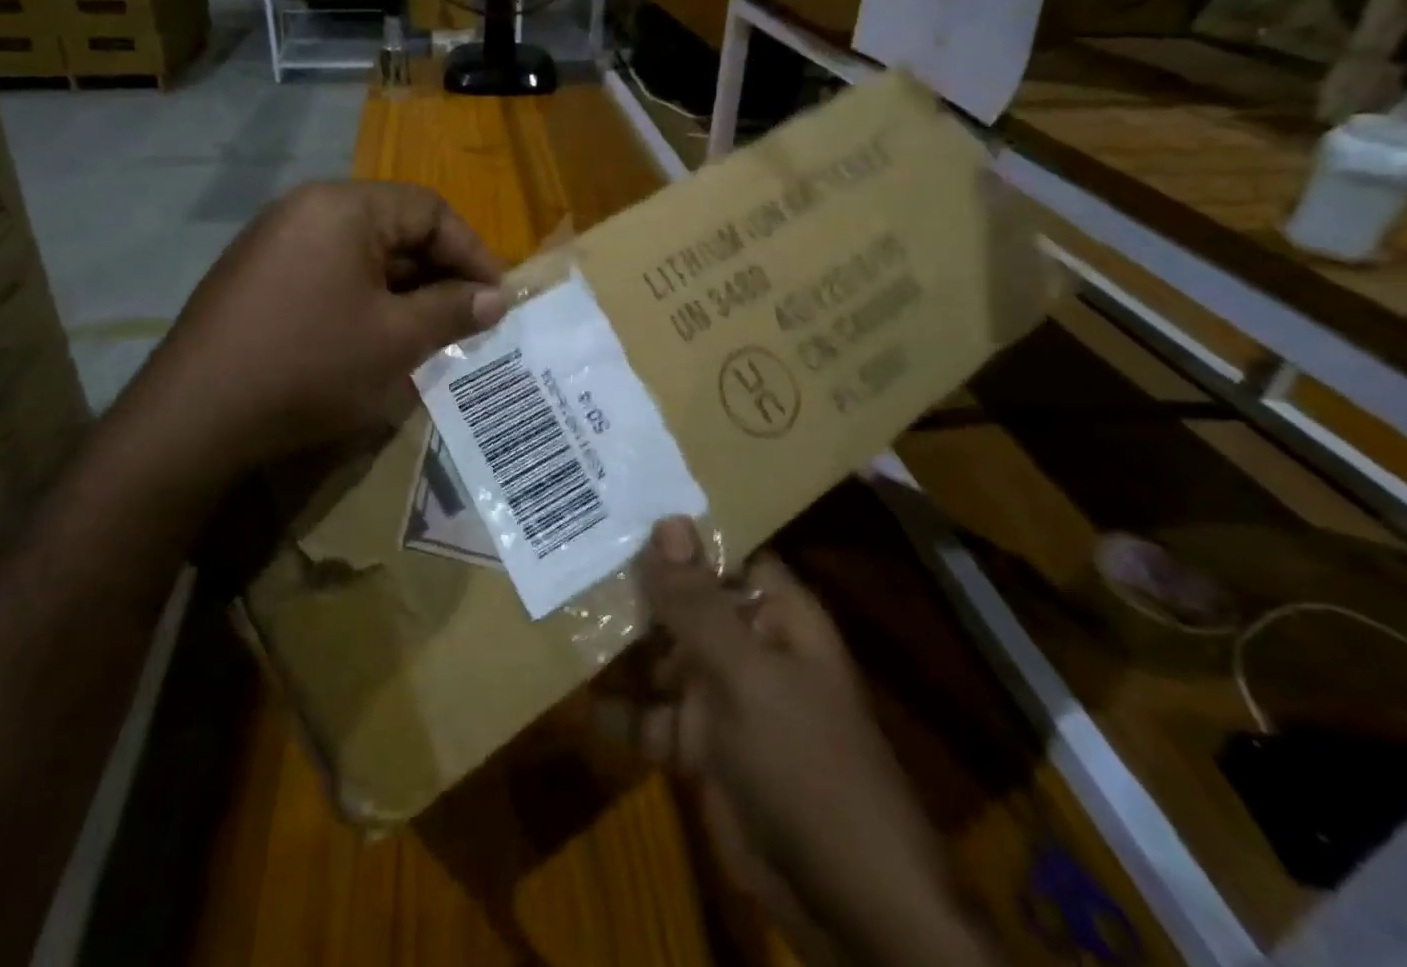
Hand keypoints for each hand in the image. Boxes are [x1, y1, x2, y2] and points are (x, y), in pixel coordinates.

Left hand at [114, 181, 506, 484]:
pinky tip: (375, 340)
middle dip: (439, 274)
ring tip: (429, 334)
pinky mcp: (256, 277)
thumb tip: (497, 298)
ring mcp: (274, 242)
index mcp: (343, 207)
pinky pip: (328, 274)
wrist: (194, 417)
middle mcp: (306, 209)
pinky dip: (364, 299)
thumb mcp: (396, 339)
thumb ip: (453, 310)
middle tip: (467, 320)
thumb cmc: (310, 365)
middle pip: (394, 227)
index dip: (473, 252)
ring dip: (403, 290)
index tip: (497, 298)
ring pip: (362, 255)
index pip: (430, 209)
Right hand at [603, 518, 993, 966]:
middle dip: (634, 583)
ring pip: (662, 656)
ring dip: (618, 644)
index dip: (677, 530)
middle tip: (567, 549)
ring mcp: (723, 699)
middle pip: (685, 602)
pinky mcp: (700, 749)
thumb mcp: (747, 675)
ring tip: (557, 610)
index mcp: (776, 615)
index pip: (724, 552)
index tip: (617, 502)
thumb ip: (697, 602)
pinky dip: (615, 711)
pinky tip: (567, 697)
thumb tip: (667, 519)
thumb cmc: (807, 763)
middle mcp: (748, 646)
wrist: (849, 904)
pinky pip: (649, 718)